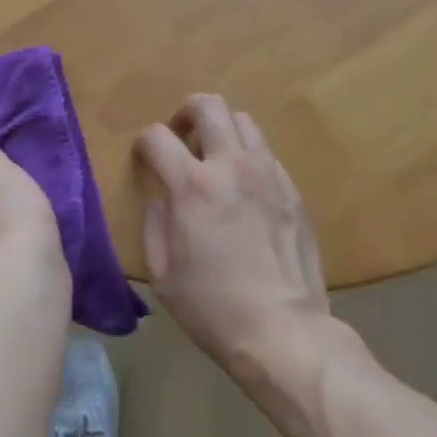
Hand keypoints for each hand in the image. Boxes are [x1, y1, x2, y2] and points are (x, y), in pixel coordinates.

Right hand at [135, 95, 331, 382]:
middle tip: (181, 140)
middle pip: (209, 105)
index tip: (144, 161)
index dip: (144, 144)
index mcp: (192, 186)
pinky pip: (266, 153)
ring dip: (221, 131)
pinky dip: (248, 156)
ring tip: (215, 159)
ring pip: (243, 121)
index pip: (157, 136)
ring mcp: (268, 174)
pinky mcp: (293, 189)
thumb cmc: (213, 308)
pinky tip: (244, 189)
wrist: (283, 330)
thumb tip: (160, 199)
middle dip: (186, 113)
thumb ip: (154, 225)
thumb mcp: (163, 274)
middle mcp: (231, 166)